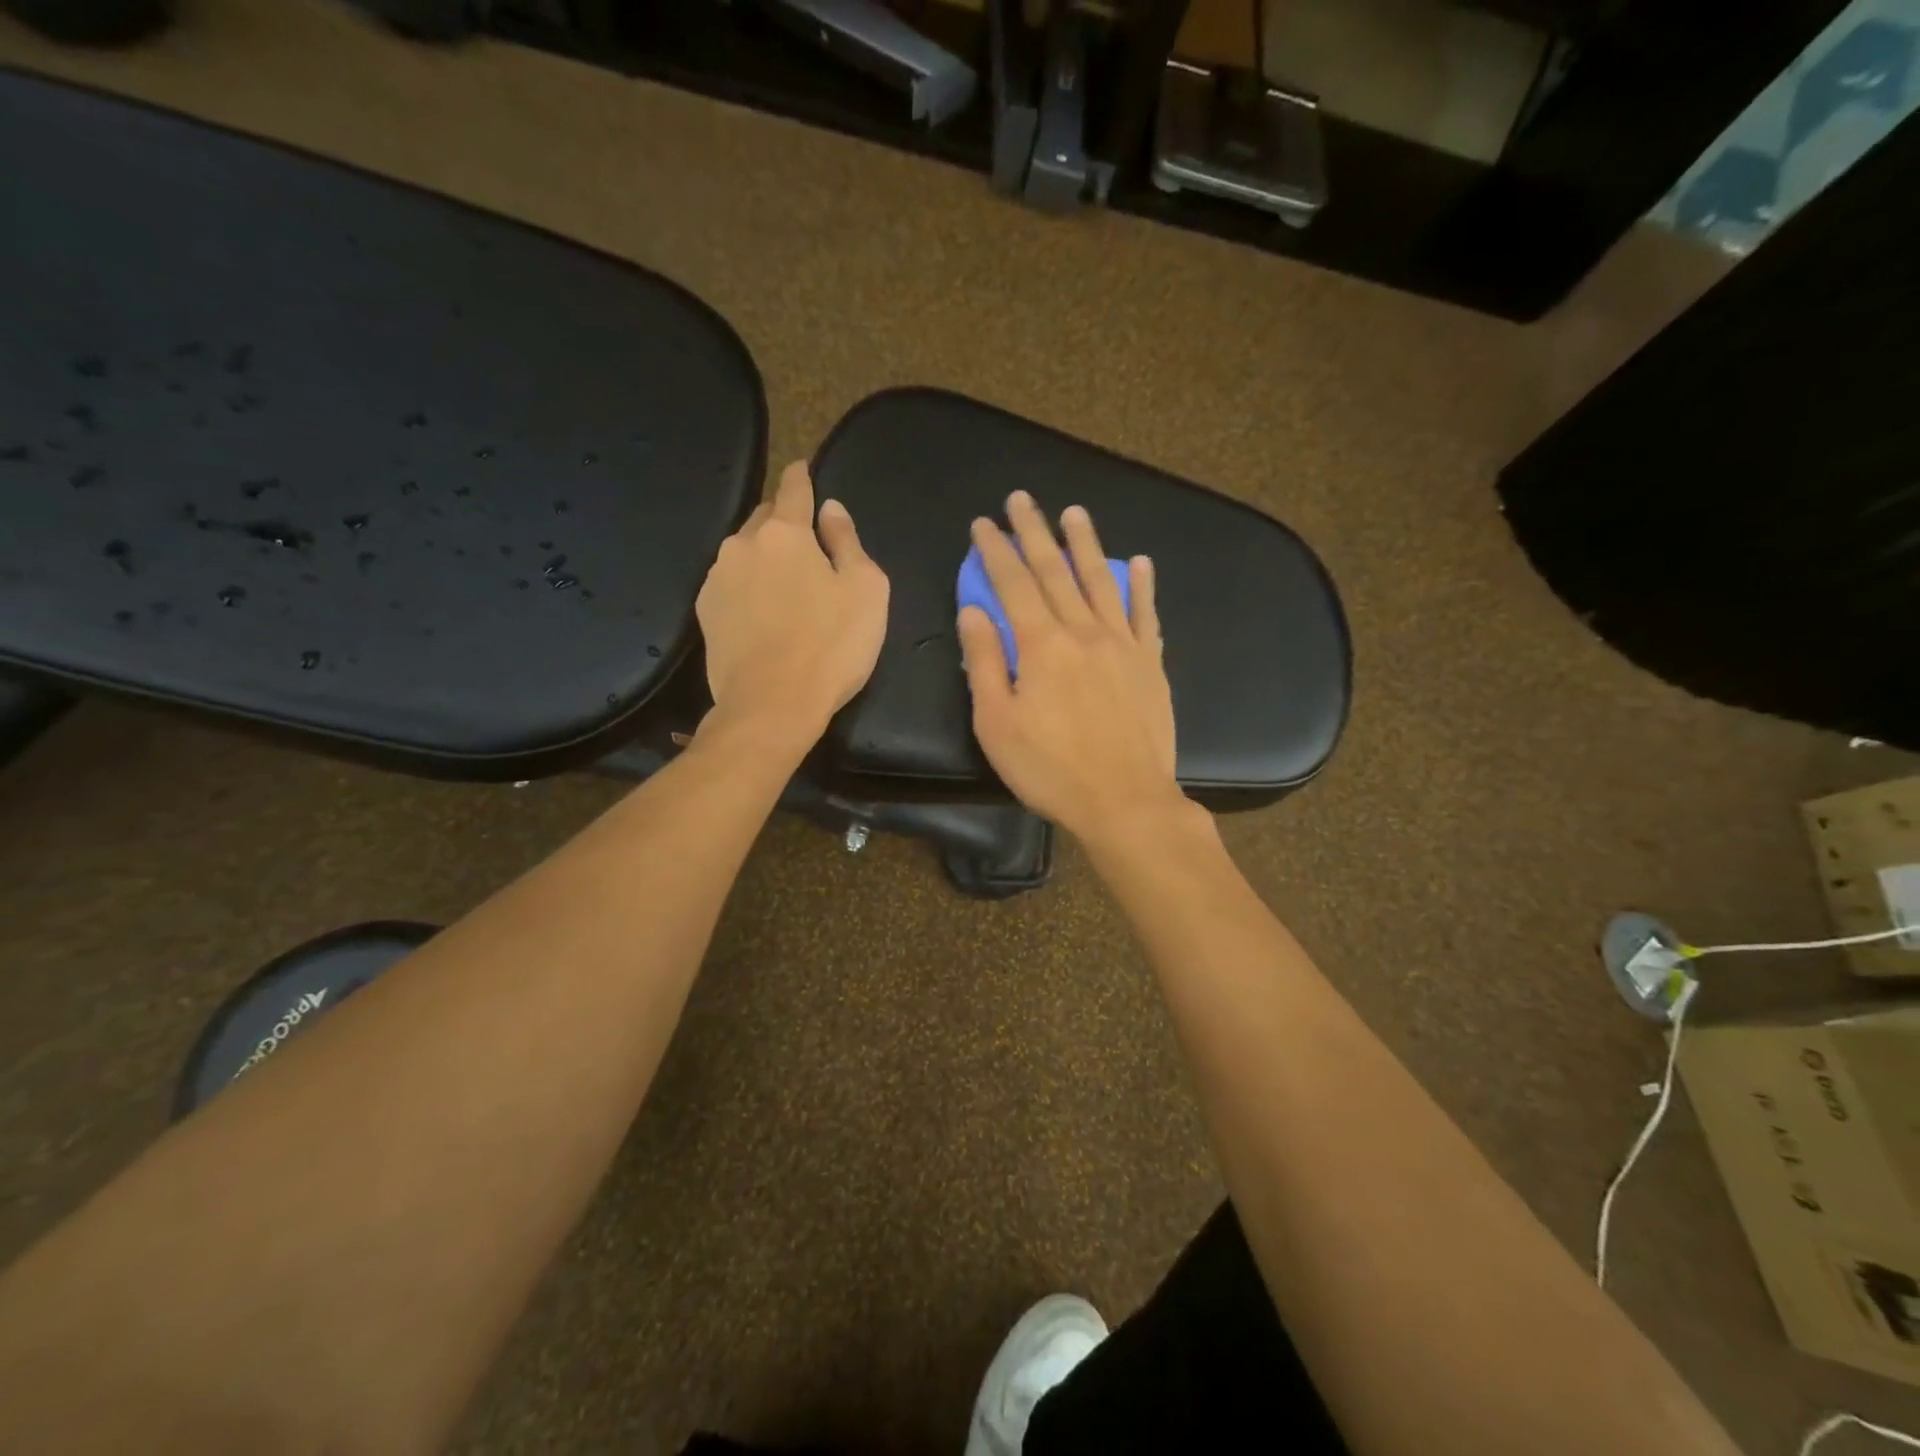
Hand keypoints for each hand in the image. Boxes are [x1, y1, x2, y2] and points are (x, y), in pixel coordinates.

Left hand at [696, 461, 889, 749]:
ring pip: (744, 551)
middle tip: (806, 541)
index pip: (794, 488)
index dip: (802, 476)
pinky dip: (747, 585)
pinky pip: (730, 582)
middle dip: (784, 520)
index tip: (804, 469)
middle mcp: (743, 544)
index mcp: (786, 532)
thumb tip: (831, 509)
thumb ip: (848, 542)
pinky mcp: (705, 611)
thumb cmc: (831, 646)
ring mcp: (718, 578)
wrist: (771, 705)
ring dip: (764, 555)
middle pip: (765, 516)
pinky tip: (762, 610)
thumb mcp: (866, 590)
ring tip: (784, 582)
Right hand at [958, 492, 1186, 847]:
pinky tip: (1139, 562)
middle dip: (1035, 532)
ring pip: (1101, 581)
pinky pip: (1145, 614)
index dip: (995, 550)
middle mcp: (1084, 631)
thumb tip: (973, 610)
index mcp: (1042, 645)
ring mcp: (1123, 644)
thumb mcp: (997, 723)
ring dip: (1086, 544)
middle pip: (1055, 571)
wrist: (1125, 801)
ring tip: (1075, 513)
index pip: (1013, 583)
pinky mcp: (1150, 664)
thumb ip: (984, 662)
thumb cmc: (1050, 769)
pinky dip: (1141, 585)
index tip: (983, 523)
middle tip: (1023, 499)